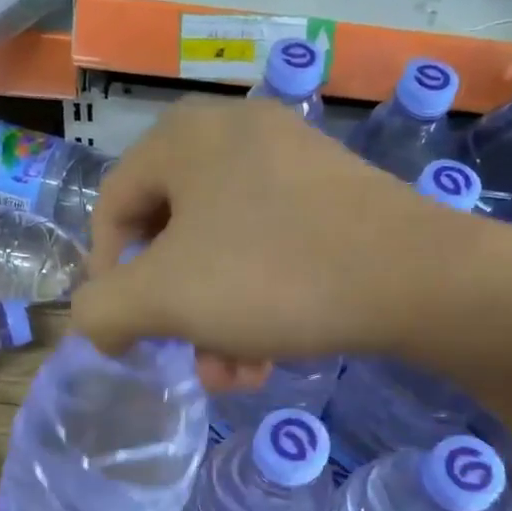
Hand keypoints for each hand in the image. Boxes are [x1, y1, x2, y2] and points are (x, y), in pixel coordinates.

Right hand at [70, 97, 430, 385]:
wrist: (415, 277)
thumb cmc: (271, 276)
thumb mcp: (163, 299)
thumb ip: (101, 311)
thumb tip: (96, 323)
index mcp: (183, 138)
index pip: (113, 209)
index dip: (109, 279)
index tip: (130, 333)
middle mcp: (232, 134)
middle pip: (171, 238)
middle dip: (175, 316)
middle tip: (189, 361)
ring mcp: (289, 160)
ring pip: (222, 254)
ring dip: (216, 323)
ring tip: (235, 376)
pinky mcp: (332, 195)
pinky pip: (268, 250)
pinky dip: (258, 304)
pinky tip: (270, 356)